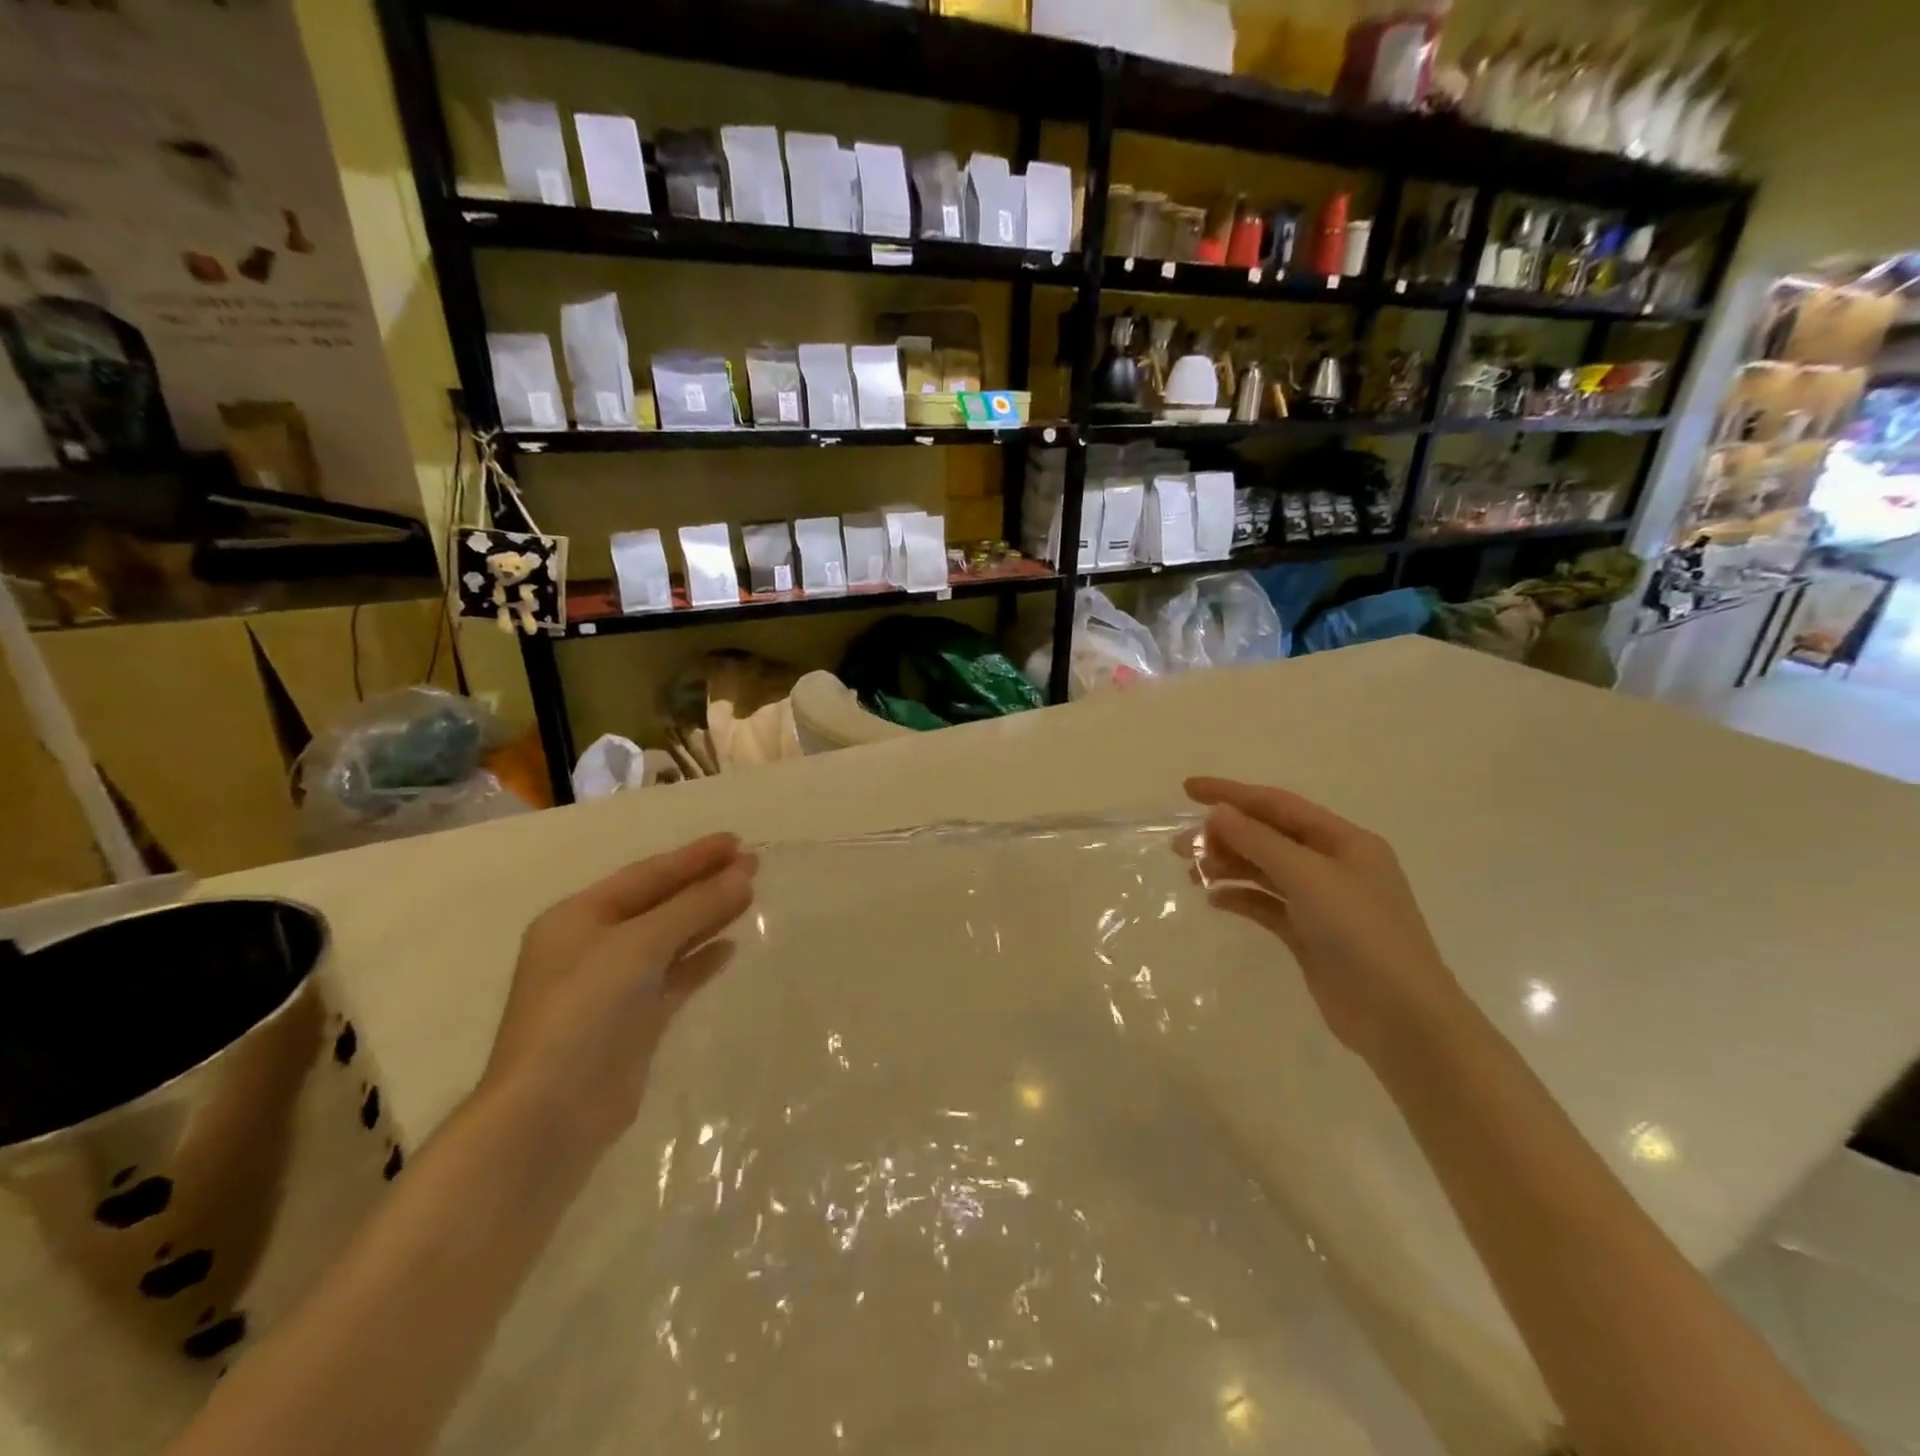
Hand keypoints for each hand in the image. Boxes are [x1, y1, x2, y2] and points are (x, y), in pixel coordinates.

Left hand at [480, 834, 756, 1152]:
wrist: (552, 1114)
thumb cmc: (585, 1011)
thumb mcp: (641, 945)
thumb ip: (695, 907)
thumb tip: (743, 875)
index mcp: (577, 918)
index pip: (646, 875)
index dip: (692, 856)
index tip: (736, 841)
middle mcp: (592, 946)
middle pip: (659, 903)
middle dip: (704, 883)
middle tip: (753, 864)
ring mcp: (612, 986)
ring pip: (669, 938)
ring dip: (707, 917)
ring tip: (749, 896)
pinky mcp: (632, 1021)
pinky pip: (674, 976)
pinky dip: (700, 959)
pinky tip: (730, 947)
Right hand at [1184, 778, 1467, 1065]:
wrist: (1400, 1018)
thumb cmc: (1360, 933)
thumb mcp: (1308, 876)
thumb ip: (1258, 841)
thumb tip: (1217, 812)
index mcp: (1344, 840)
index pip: (1277, 804)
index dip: (1231, 793)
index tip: (1187, 789)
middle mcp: (1333, 865)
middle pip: (1268, 837)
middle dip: (1224, 836)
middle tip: (1180, 846)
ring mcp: (1322, 902)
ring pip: (1264, 870)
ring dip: (1228, 866)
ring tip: (1192, 873)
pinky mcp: (1309, 935)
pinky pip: (1266, 904)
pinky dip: (1240, 898)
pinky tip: (1214, 899)